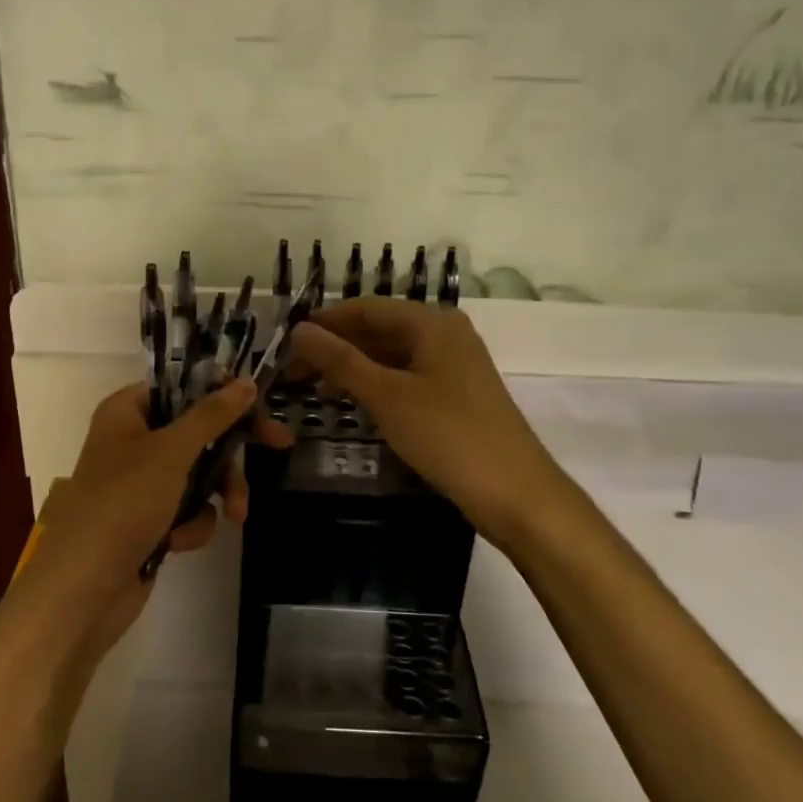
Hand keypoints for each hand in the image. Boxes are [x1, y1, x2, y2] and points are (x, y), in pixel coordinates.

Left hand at [10, 378, 289, 660]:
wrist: (83, 589)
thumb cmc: (123, 504)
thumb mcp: (171, 451)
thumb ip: (211, 415)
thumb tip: (246, 382)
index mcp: (126, 412)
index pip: (182, 386)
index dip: (221, 392)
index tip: (259, 401)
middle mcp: (131, 441)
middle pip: (197, 430)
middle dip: (230, 451)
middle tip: (279, 444)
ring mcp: (139, 484)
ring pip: (198, 473)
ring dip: (217, 493)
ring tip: (236, 514)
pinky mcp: (147, 521)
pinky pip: (186, 510)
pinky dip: (190, 524)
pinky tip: (178, 542)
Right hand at [288, 299, 573, 552]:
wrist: (516, 493)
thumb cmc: (448, 436)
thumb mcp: (387, 396)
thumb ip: (340, 360)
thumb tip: (299, 330)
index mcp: (432, 322)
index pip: (366, 308)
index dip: (325, 322)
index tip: (286, 341)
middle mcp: (445, 333)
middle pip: (379, 330)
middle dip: (336, 348)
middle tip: (293, 373)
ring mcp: (454, 365)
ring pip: (392, 355)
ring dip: (354, 368)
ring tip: (316, 389)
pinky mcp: (457, 394)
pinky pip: (407, 377)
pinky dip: (377, 385)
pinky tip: (354, 402)